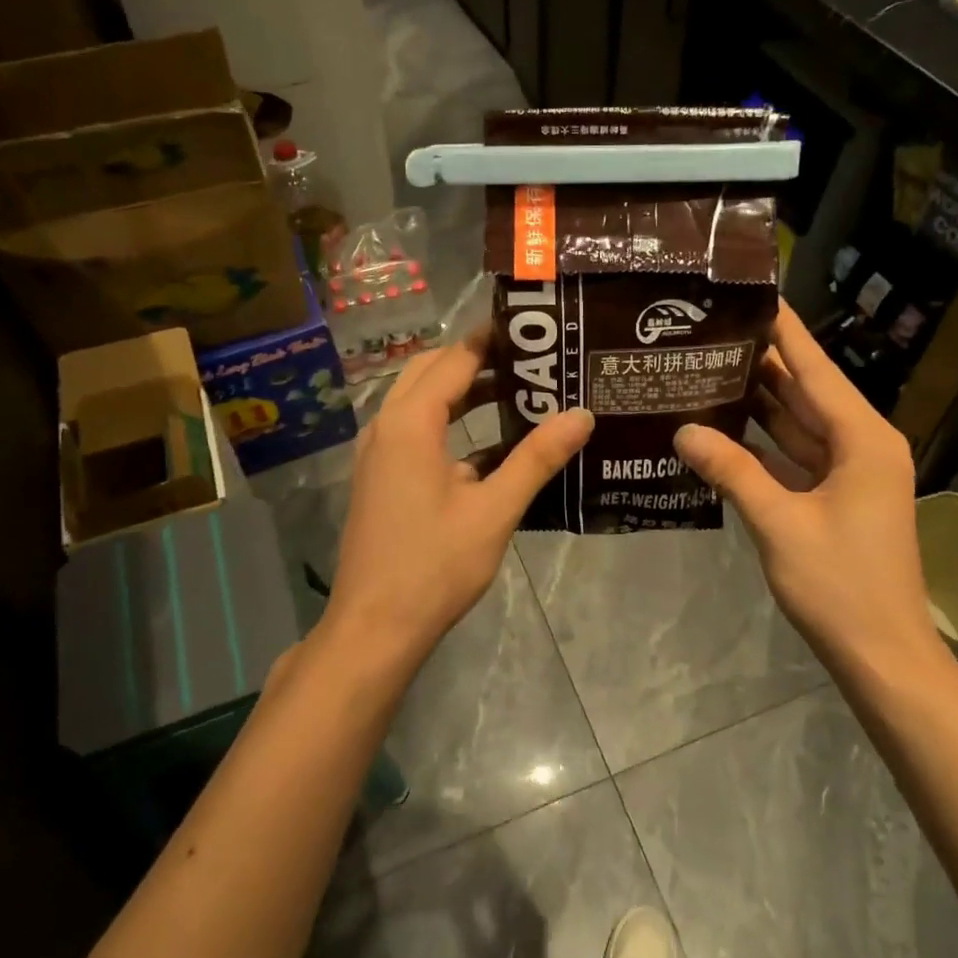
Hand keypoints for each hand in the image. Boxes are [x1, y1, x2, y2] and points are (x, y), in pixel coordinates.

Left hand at [320, 334, 593, 669]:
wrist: (375, 627)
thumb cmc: (435, 565)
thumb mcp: (495, 510)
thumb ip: (537, 458)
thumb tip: (582, 414)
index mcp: (410, 422)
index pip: (455, 360)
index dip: (491, 341)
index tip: (533, 331)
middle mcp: (386, 426)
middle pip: (432, 372)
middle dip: (477, 360)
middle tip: (530, 361)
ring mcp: (378, 453)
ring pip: (421, 402)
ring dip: (463, 392)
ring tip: (519, 394)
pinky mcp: (380, 478)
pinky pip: (415, 431)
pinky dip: (449, 424)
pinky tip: (492, 447)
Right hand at [673, 300, 948, 687]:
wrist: (881, 654)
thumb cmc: (838, 584)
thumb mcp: (778, 522)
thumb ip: (731, 470)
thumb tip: (682, 431)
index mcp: (862, 439)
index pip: (816, 369)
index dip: (784, 330)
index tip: (753, 293)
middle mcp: (862, 445)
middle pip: (806, 391)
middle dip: (762, 362)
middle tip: (710, 332)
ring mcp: (851, 473)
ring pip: (799, 423)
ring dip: (759, 401)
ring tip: (708, 368)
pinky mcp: (836, 497)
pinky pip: (796, 456)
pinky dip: (763, 443)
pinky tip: (723, 428)